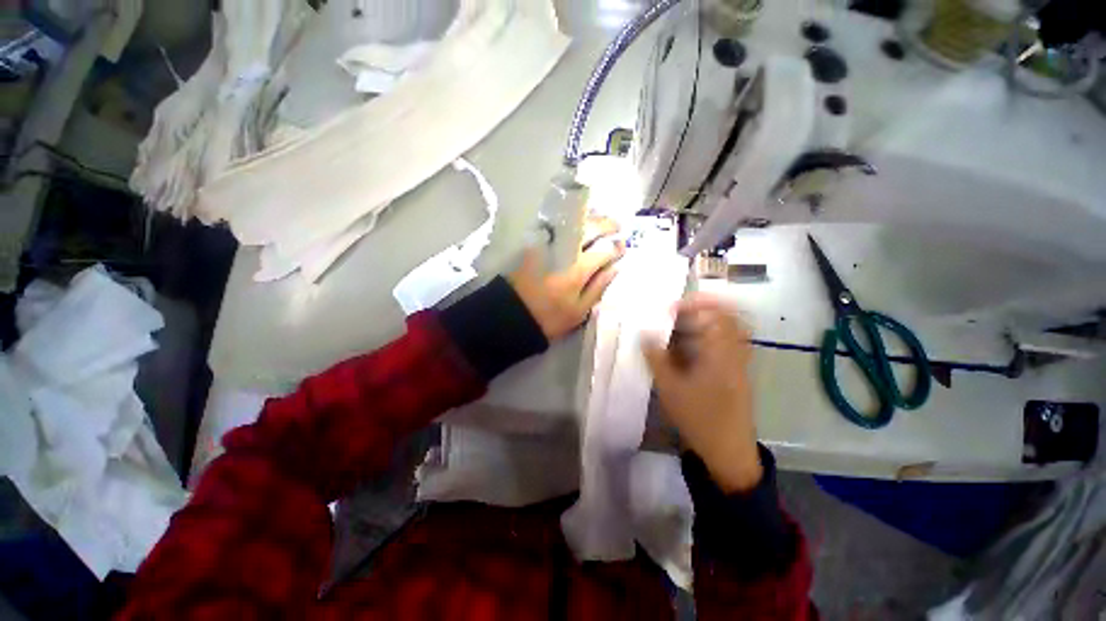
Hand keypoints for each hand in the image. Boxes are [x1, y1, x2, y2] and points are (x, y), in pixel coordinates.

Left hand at [509, 219, 624, 340]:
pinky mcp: (535, 243)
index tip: (623, 247)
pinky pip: (557, 225)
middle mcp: (565, 251)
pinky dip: (571, 221)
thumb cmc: (549, 318)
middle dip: (607, 224)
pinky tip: (577, 224)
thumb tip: (615, 267)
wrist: (511, 314)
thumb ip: (598, 287)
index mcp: (578, 269)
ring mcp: (548, 244)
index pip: (604, 250)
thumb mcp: (579, 311)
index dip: (616, 247)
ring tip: (600, 220)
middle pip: (590, 228)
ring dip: (590, 218)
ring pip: (573, 222)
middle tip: (617, 226)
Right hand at [642, 295, 762, 492]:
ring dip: (703, 326)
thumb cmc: (699, 418)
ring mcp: (738, 364)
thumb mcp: (670, 388)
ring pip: (724, 332)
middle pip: (725, 319)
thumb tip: (644, 334)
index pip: (717, 314)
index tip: (672, 307)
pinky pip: (723, 346)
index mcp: (721, 353)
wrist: (728, 451)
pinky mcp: (736, 374)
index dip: (696, 304)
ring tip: (678, 330)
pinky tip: (687, 350)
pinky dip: (707, 340)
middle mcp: (735, 353)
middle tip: (674, 316)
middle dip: (699, 312)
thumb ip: (656, 358)